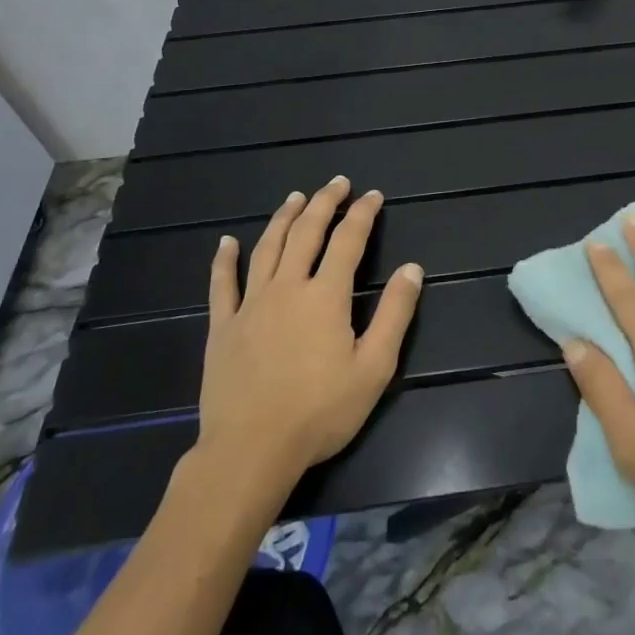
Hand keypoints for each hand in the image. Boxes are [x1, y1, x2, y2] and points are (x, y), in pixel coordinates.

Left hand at [179, 177, 422, 502]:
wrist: (250, 451)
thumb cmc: (319, 412)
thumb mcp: (374, 367)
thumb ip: (395, 314)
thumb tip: (412, 269)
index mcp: (326, 296)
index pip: (348, 241)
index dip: (363, 214)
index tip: (373, 196)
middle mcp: (287, 288)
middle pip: (306, 233)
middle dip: (324, 203)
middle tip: (337, 183)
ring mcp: (251, 305)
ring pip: (267, 248)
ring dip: (283, 218)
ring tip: (295, 197)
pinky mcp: (223, 327)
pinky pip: (222, 285)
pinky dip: (224, 260)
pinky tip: (226, 242)